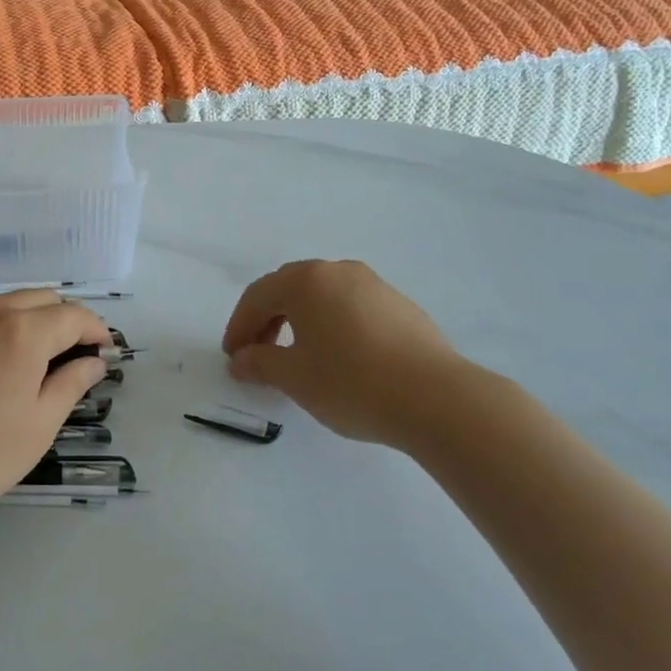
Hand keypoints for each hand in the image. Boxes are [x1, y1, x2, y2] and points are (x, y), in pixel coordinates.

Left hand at [0, 292, 111, 529]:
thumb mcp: (38, 426)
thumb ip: (71, 385)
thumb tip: (93, 362)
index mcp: (23, 331)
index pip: (73, 316)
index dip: (96, 330)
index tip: (105, 352)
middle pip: (40, 299)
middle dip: (65, 321)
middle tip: (73, 359)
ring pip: (5, 305)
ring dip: (30, 322)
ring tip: (33, 364)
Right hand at [221, 259, 492, 447]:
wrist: (437, 398)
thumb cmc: (351, 382)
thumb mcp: (294, 377)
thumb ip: (260, 363)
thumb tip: (242, 359)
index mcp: (305, 281)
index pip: (257, 297)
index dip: (239, 327)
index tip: (233, 358)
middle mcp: (337, 272)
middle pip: (289, 289)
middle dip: (267, 320)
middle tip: (259, 354)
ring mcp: (373, 285)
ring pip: (322, 297)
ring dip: (300, 321)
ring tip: (298, 358)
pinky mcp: (400, 305)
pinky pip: (350, 308)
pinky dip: (332, 325)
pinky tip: (339, 358)